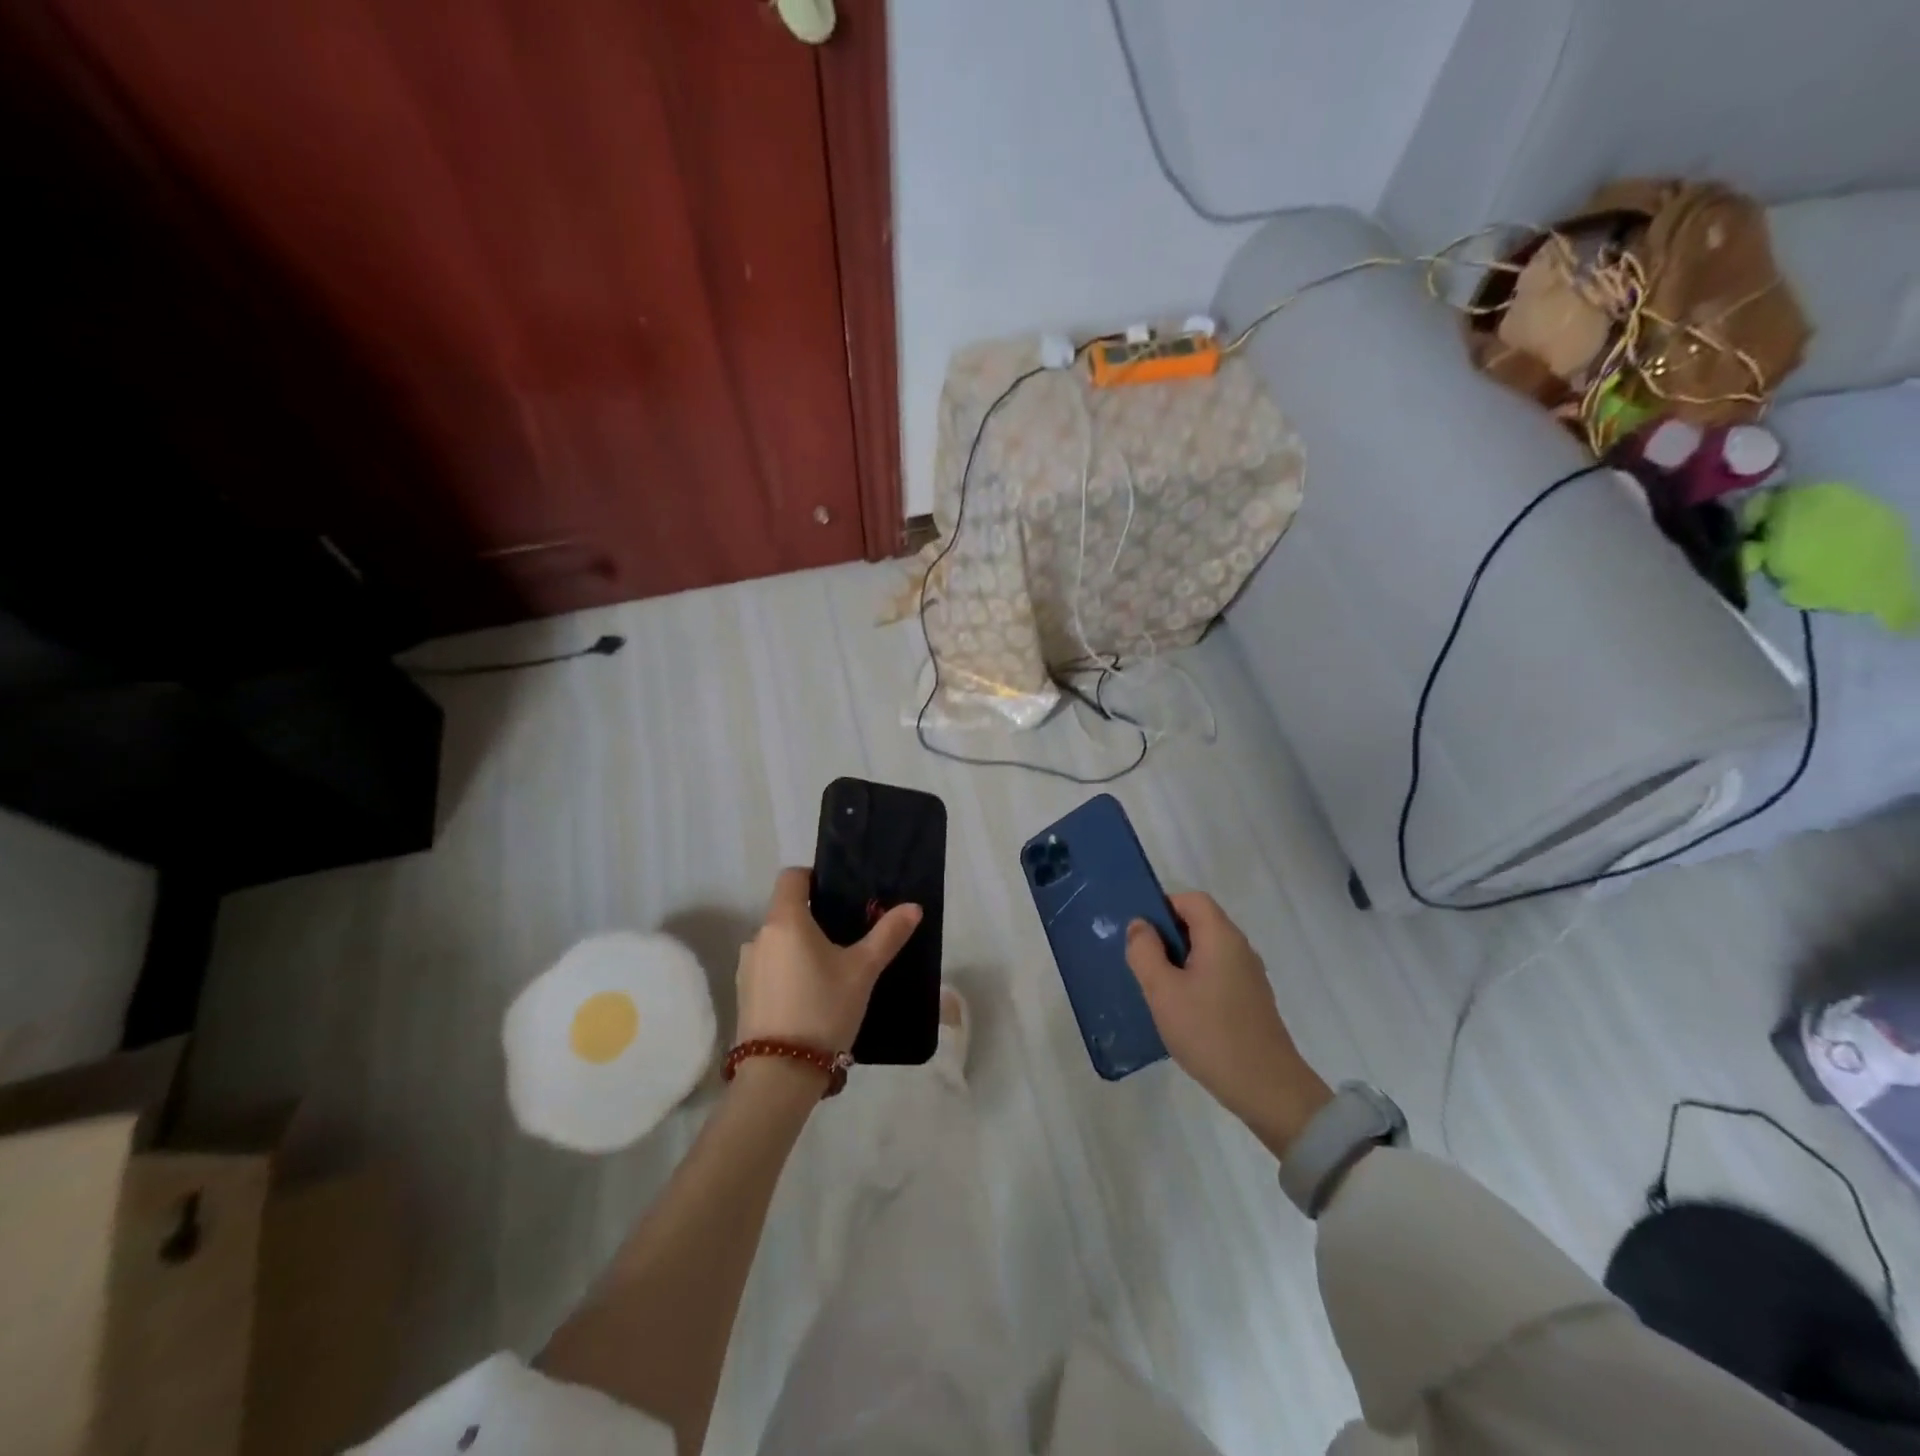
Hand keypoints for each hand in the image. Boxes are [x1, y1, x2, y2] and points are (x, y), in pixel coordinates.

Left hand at [735, 867, 921, 1053]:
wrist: (780, 1075)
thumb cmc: (823, 1009)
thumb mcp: (863, 970)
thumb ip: (887, 935)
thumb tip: (913, 907)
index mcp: (784, 920)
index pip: (792, 877)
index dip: (814, 878)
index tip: (839, 896)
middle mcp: (758, 937)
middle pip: (786, 911)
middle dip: (815, 919)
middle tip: (847, 939)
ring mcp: (746, 968)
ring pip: (779, 943)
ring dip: (801, 948)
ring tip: (831, 973)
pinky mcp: (743, 995)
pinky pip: (770, 969)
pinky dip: (788, 972)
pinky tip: (810, 998)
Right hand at [1126, 893, 1332, 1157]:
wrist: (1267, 1089)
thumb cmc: (1210, 1033)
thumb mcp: (1163, 991)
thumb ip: (1145, 952)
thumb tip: (1140, 925)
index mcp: (1221, 937)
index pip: (1191, 899)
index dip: (1162, 906)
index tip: (1139, 934)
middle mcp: (1240, 948)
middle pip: (1199, 923)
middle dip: (1167, 936)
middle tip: (1141, 962)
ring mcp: (1249, 975)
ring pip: (1207, 950)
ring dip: (1179, 960)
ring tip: (1156, 988)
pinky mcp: (1251, 1000)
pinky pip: (1217, 973)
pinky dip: (1195, 979)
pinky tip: (1181, 1010)